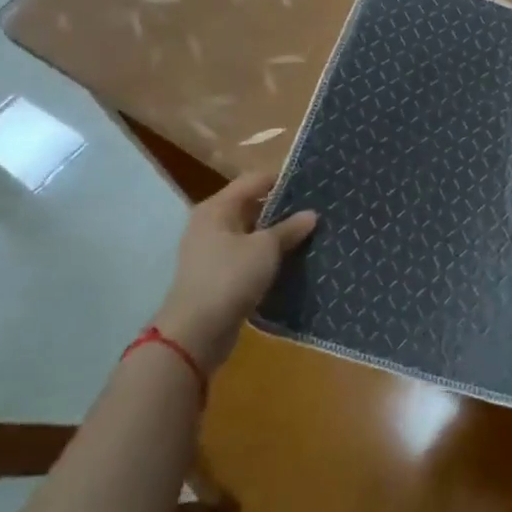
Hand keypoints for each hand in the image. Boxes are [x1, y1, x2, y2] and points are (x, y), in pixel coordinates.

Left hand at [154, 173, 316, 373]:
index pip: (254, 180)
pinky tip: (291, 261)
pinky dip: (266, 256)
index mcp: (217, 208)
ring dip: (275, 235)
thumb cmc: (230, 277)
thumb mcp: (266, 249)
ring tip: (309, 235)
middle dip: (282, 209)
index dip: (282, 180)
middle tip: (315, 212)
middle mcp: (210, 224)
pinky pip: (247, 256)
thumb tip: (311, 214)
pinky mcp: (217, 275)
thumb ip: (289, 229)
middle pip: (251, 206)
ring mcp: (211, 251)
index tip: (312, 185)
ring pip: (250, 233)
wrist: (196, 331)